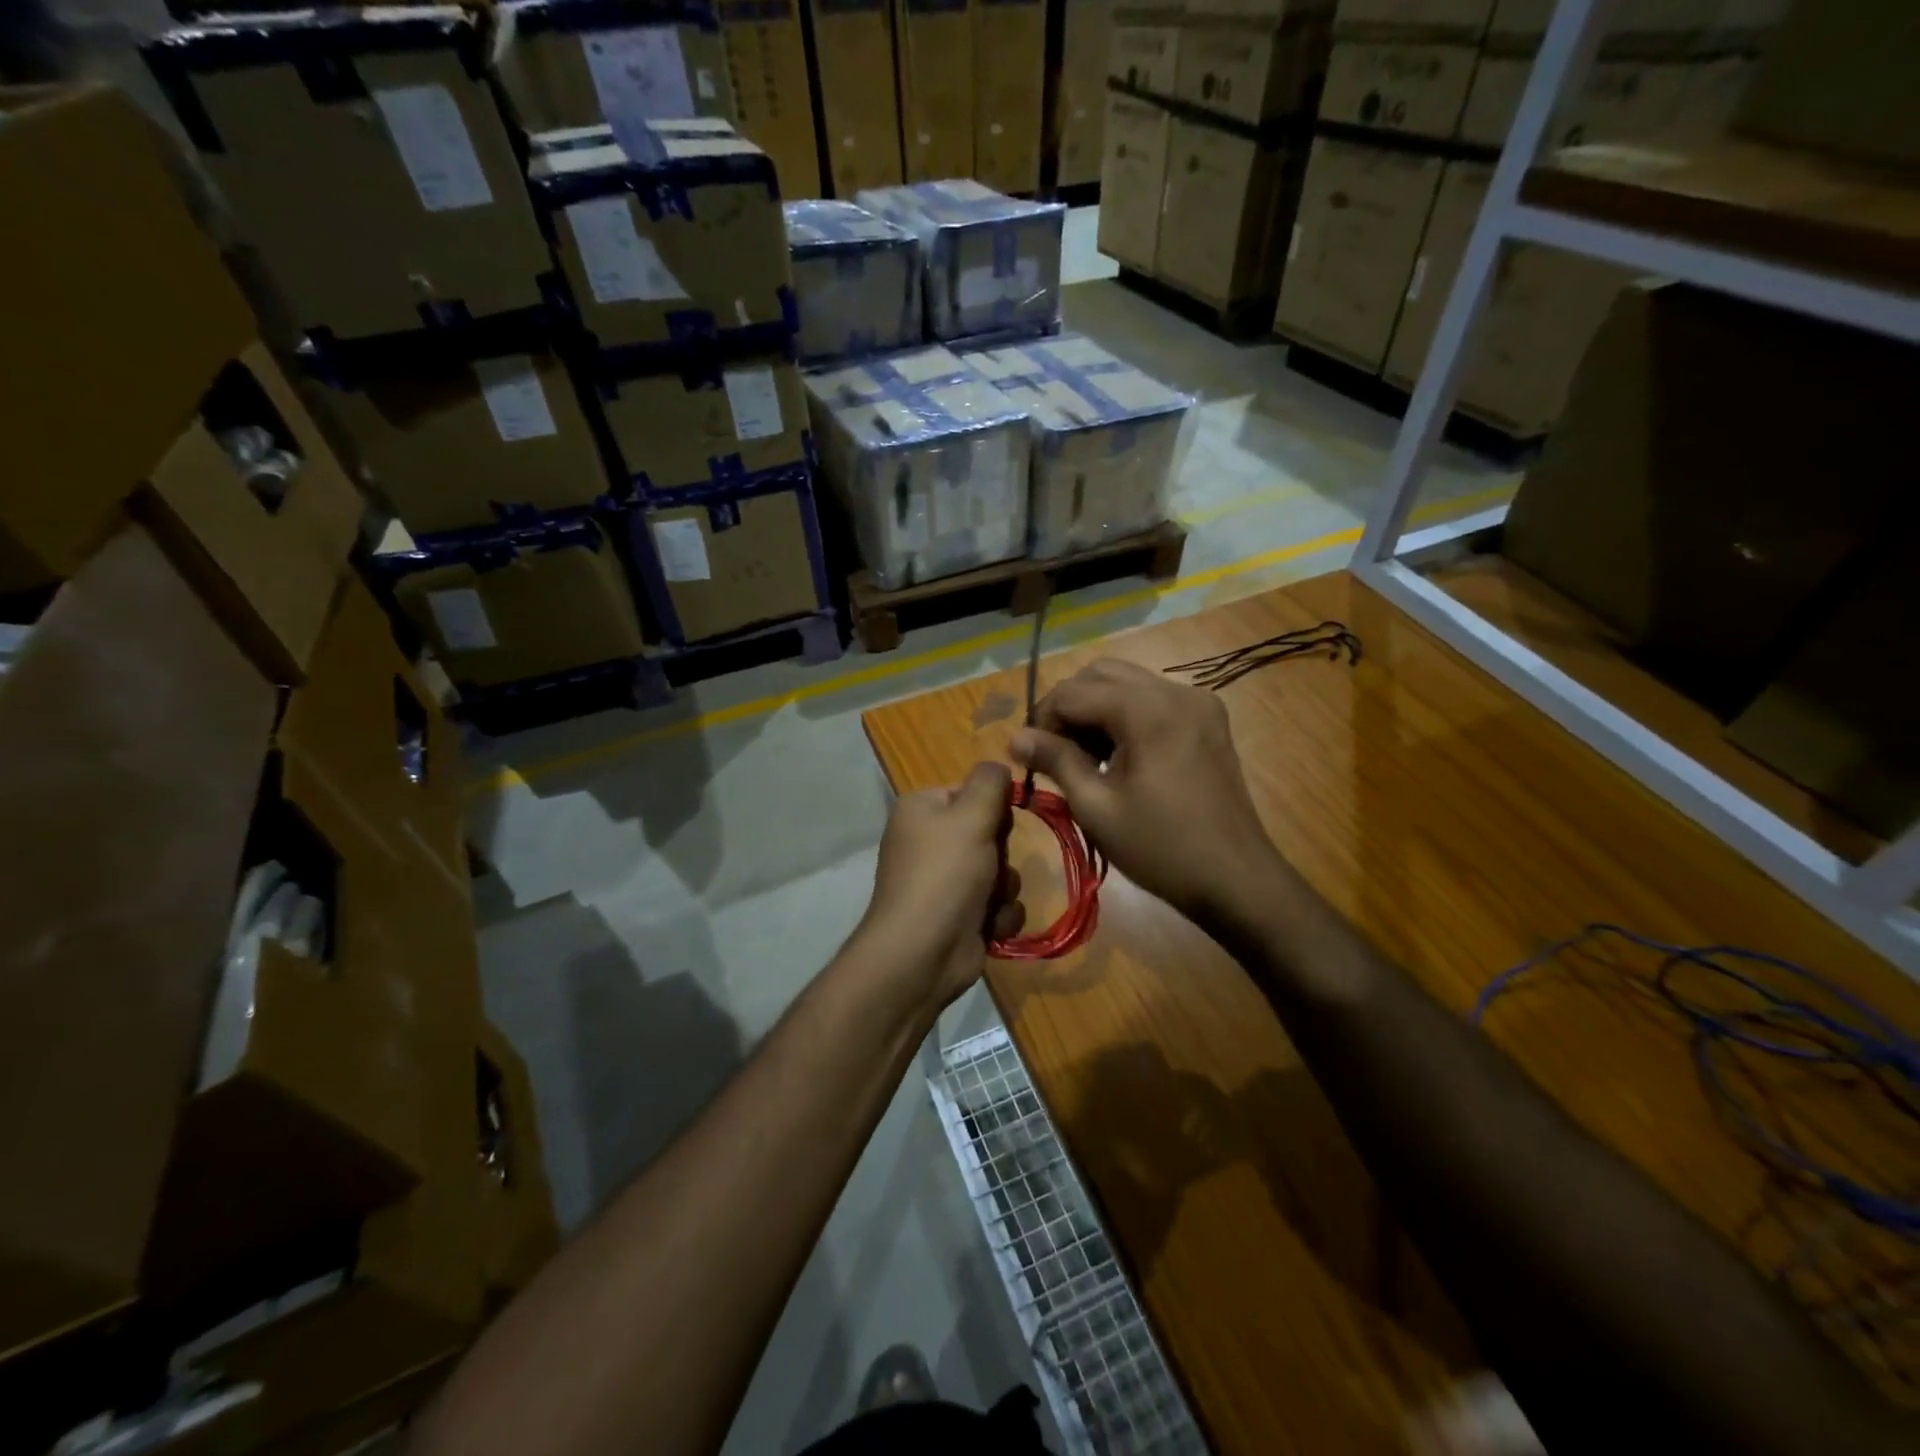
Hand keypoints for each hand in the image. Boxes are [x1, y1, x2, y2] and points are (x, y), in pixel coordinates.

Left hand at [856, 762, 1025, 1012]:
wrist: (922, 953)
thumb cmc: (944, 875)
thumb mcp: (971, 816)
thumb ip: (991, 782)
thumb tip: (999, 765)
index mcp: (922, 809)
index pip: (973, 792)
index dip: (992, 808)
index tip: (997, 823)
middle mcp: (930, 841)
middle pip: (990, 832)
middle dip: (1001, 853)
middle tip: (989, 866)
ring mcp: (944, 881)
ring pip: (1000, 870)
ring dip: (1003, 888)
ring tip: (987, 902)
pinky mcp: (960, 915)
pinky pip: (998, 903)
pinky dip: (998, 915)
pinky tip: (987, 926)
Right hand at [1010, 659, 1277, 922]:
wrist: (1236, 879)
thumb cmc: (1160, 849)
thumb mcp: (1097, 807)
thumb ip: (1056, 760)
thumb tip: (1015, 737)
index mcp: (1148, 710)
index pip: (1073, 692)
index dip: (1042, 720)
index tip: (1031, 757)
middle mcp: (1175, 691)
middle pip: (1101, 674)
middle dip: (1069, 707)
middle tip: (1055, 752)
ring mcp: (1198, 702)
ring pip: (1127, 683)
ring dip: (1096, 709)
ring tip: (1084, 757)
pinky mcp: (1208, 718)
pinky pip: (1153, 699)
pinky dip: (1125, 715)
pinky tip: (1118, 755)